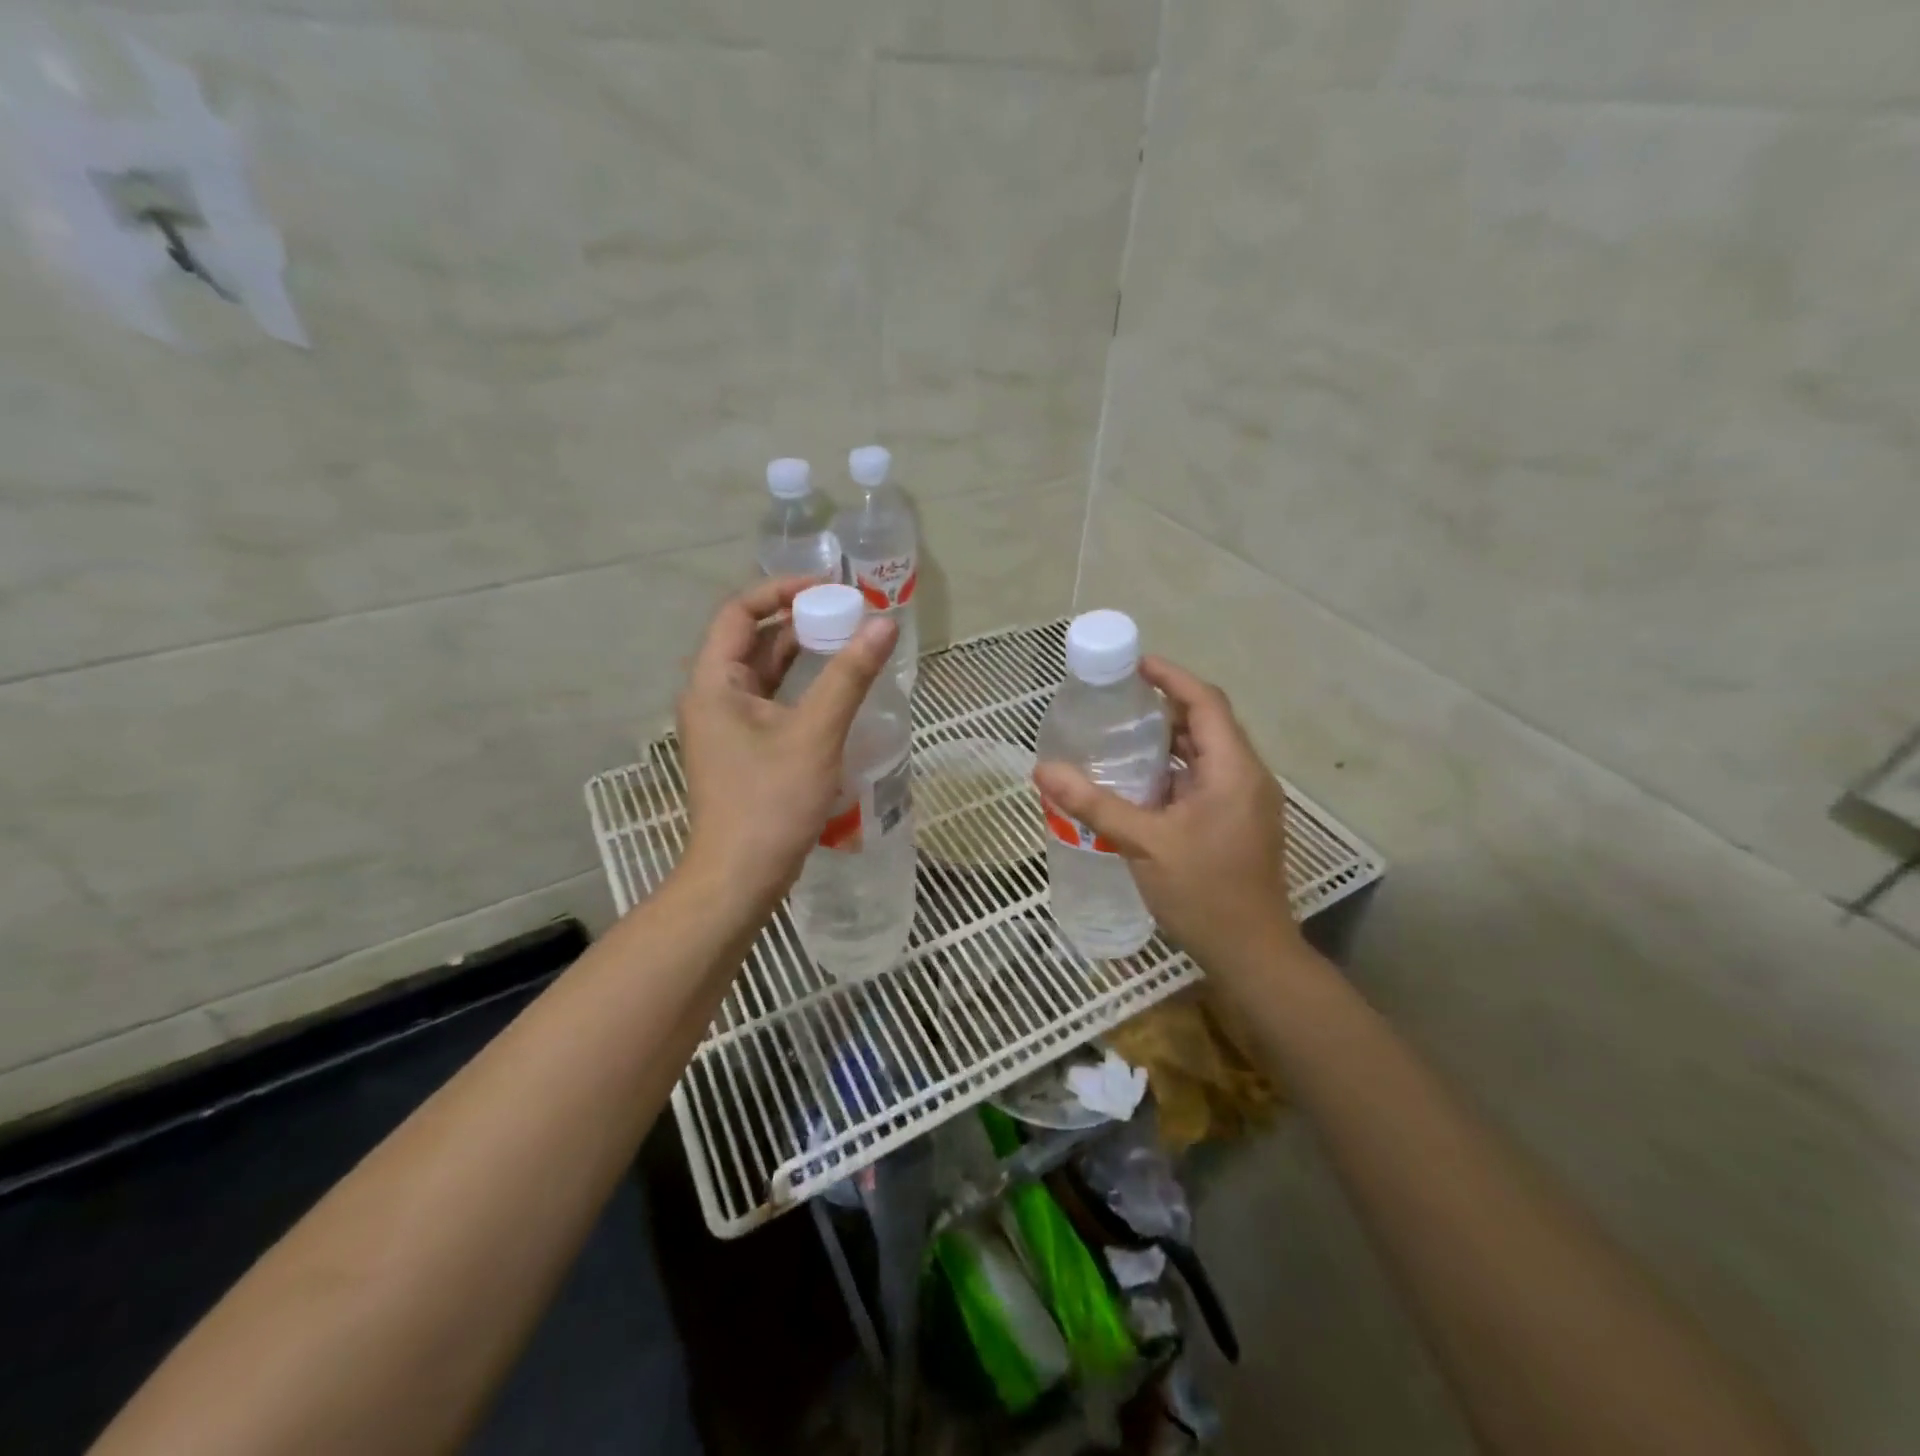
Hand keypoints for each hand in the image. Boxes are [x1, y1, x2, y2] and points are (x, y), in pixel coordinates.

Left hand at [675, 577, 896, 907]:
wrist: (740, 877)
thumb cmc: (771, 802)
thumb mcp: (815, 733)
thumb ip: (849, 676)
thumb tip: (884, 625)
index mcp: (714, 683)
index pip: (739, 612)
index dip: (782, 591)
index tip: (830, 589)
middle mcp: (712, 697)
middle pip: (752, 641)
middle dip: (798, 622)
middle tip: (849, 615)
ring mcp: (726, 727)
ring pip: (764, 675)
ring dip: (802, 656)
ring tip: (849, 644)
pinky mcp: (743, 751)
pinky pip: (771, 703)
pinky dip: (800, 689)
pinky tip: (835, 692)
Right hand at [1033, 657, 1302, 978]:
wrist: (1251, 954)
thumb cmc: (1203, 893)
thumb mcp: (1143, 844)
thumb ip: (1094, 804)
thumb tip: (1043, 771)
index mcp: (1233, 769)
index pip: (1206, 702)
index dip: (1171, 677)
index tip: (1134, 665)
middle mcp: (1246, 776)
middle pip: (1207, 724)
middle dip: (1164, 707)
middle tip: (1117, 701)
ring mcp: (1246, 801)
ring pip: (1206, 754)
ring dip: (1169, 740)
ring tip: (1121, 735)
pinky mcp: (1238, 822)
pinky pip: (1205, 779)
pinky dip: (1175, 770)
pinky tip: (1140, 782)